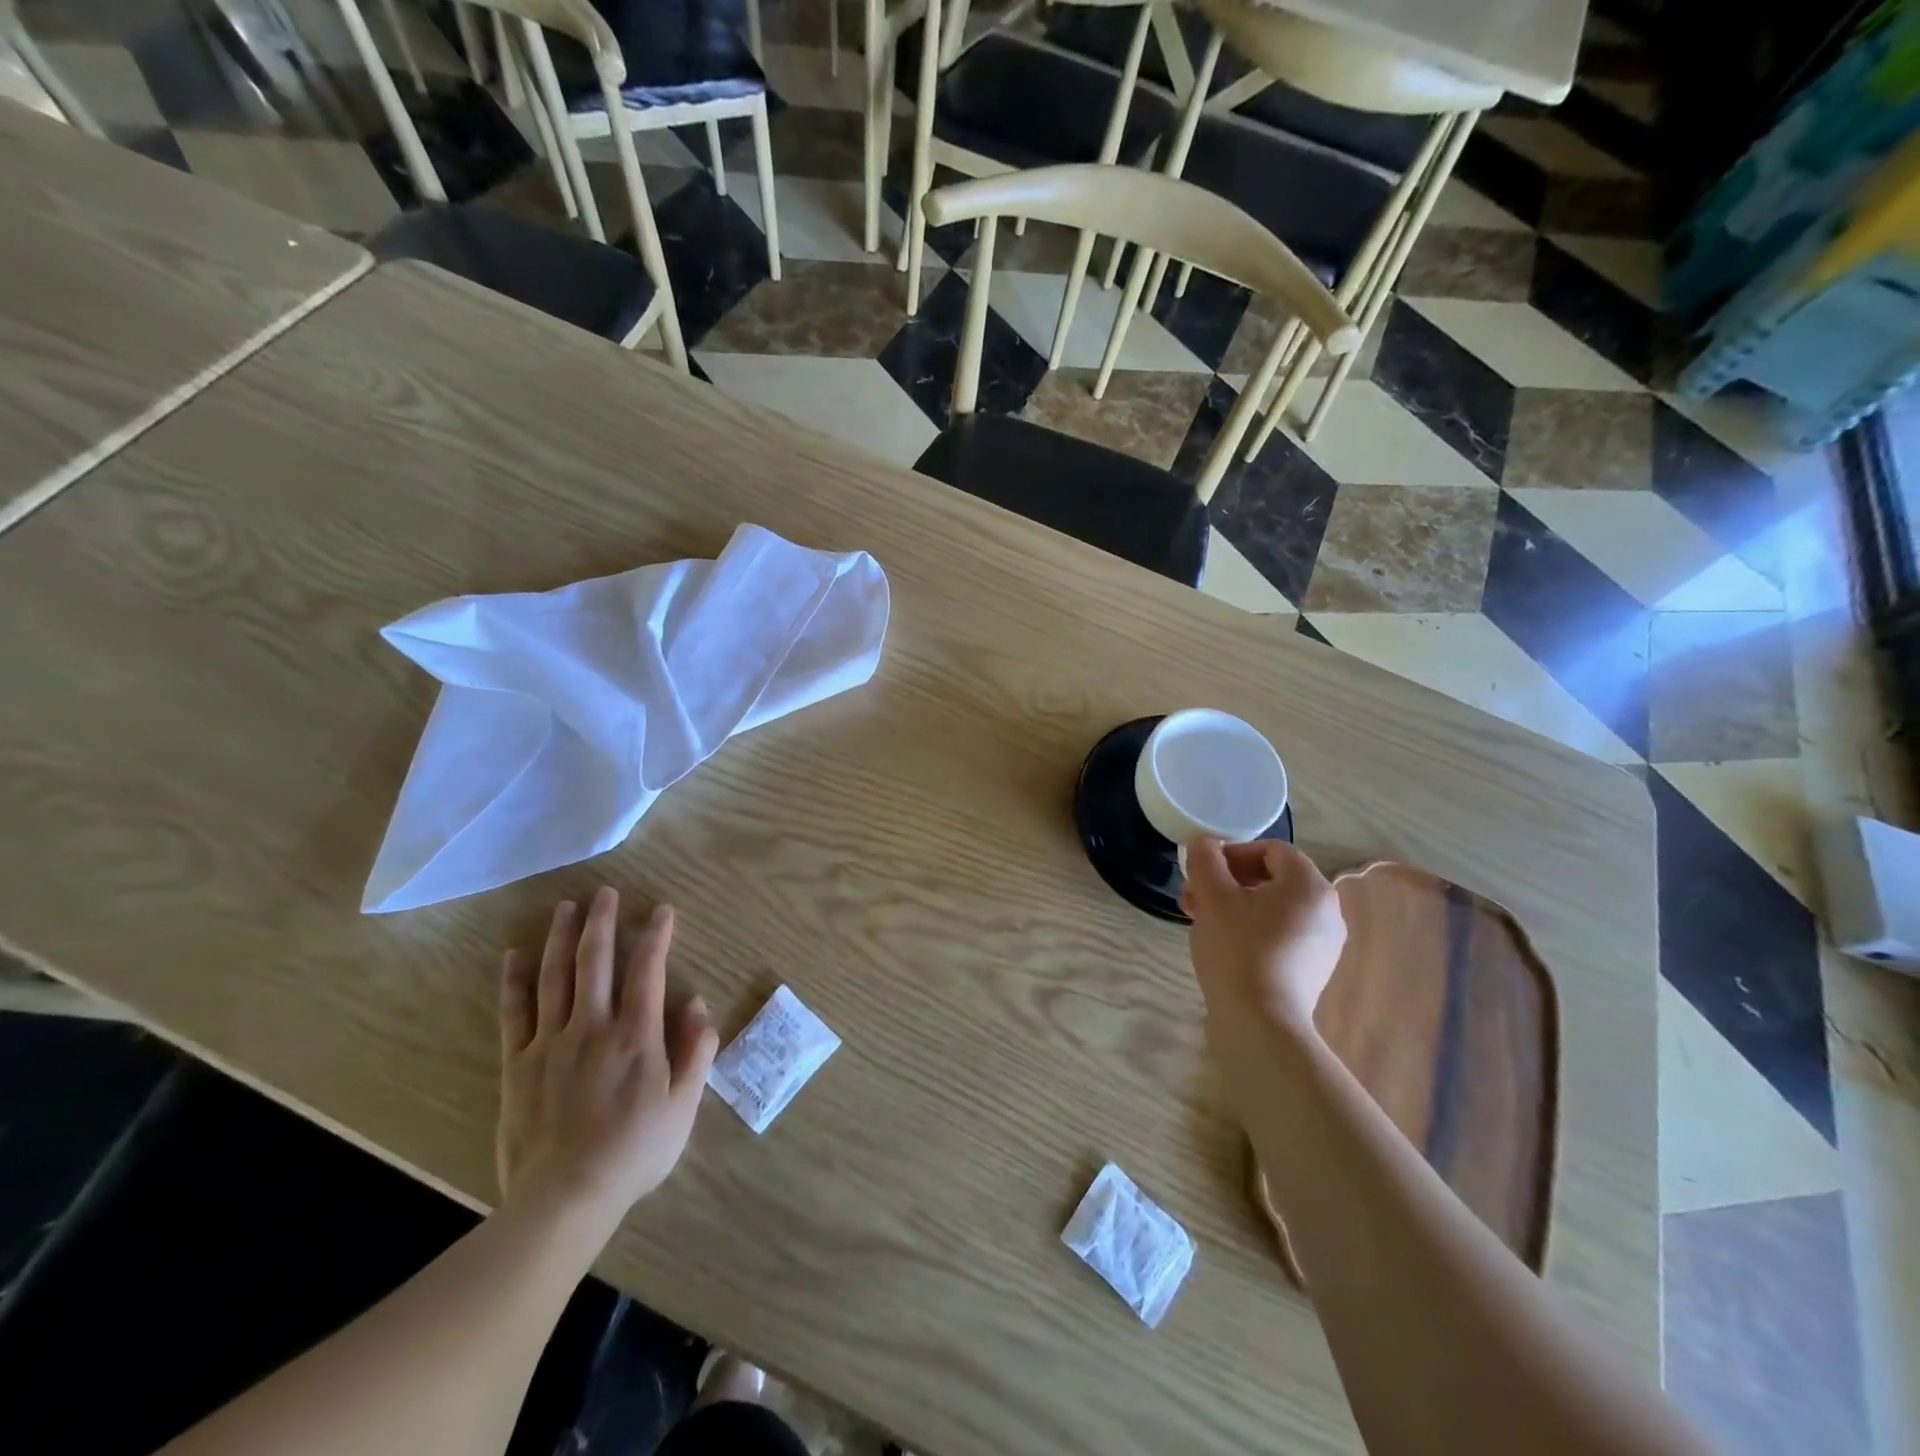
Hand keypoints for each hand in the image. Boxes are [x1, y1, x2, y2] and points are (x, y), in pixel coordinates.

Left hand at [498, 887, 718, 1227]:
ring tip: (566, 908)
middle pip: (596, 961)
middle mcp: (593, 1026)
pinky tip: (515, 956)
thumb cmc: (634, 1152)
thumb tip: (698, 1004)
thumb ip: (695, 1051)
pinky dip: (515, 981)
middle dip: (603, 922)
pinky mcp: (518, 1064)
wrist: (565, 1198)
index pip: (647, 970)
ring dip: (561, 938)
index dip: (656, 935)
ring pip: (555, 977)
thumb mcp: (684, 1106)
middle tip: (605, 892)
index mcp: (636, 1035)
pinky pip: (515, 1013)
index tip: (662, 910)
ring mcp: (551, 1042)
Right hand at [1182, 837, 1346, 1038]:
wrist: (1261, 1023)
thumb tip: (1204, 843)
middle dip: (1229, 882)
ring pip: (1275, 908)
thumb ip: (1205, 861)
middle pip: (1273, 879)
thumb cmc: (1238, 950)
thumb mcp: (1213, 897)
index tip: (1203, 871)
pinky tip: (1225, 946)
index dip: (1233, 853)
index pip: (1271, 850)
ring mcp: (1325, 943)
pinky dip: (1253, 930)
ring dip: (1236, 906)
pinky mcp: (1314, 970)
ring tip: (1203, 922)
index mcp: (1309, 885)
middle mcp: (1327, 910)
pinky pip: (1282, 935)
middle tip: (1195, 897)